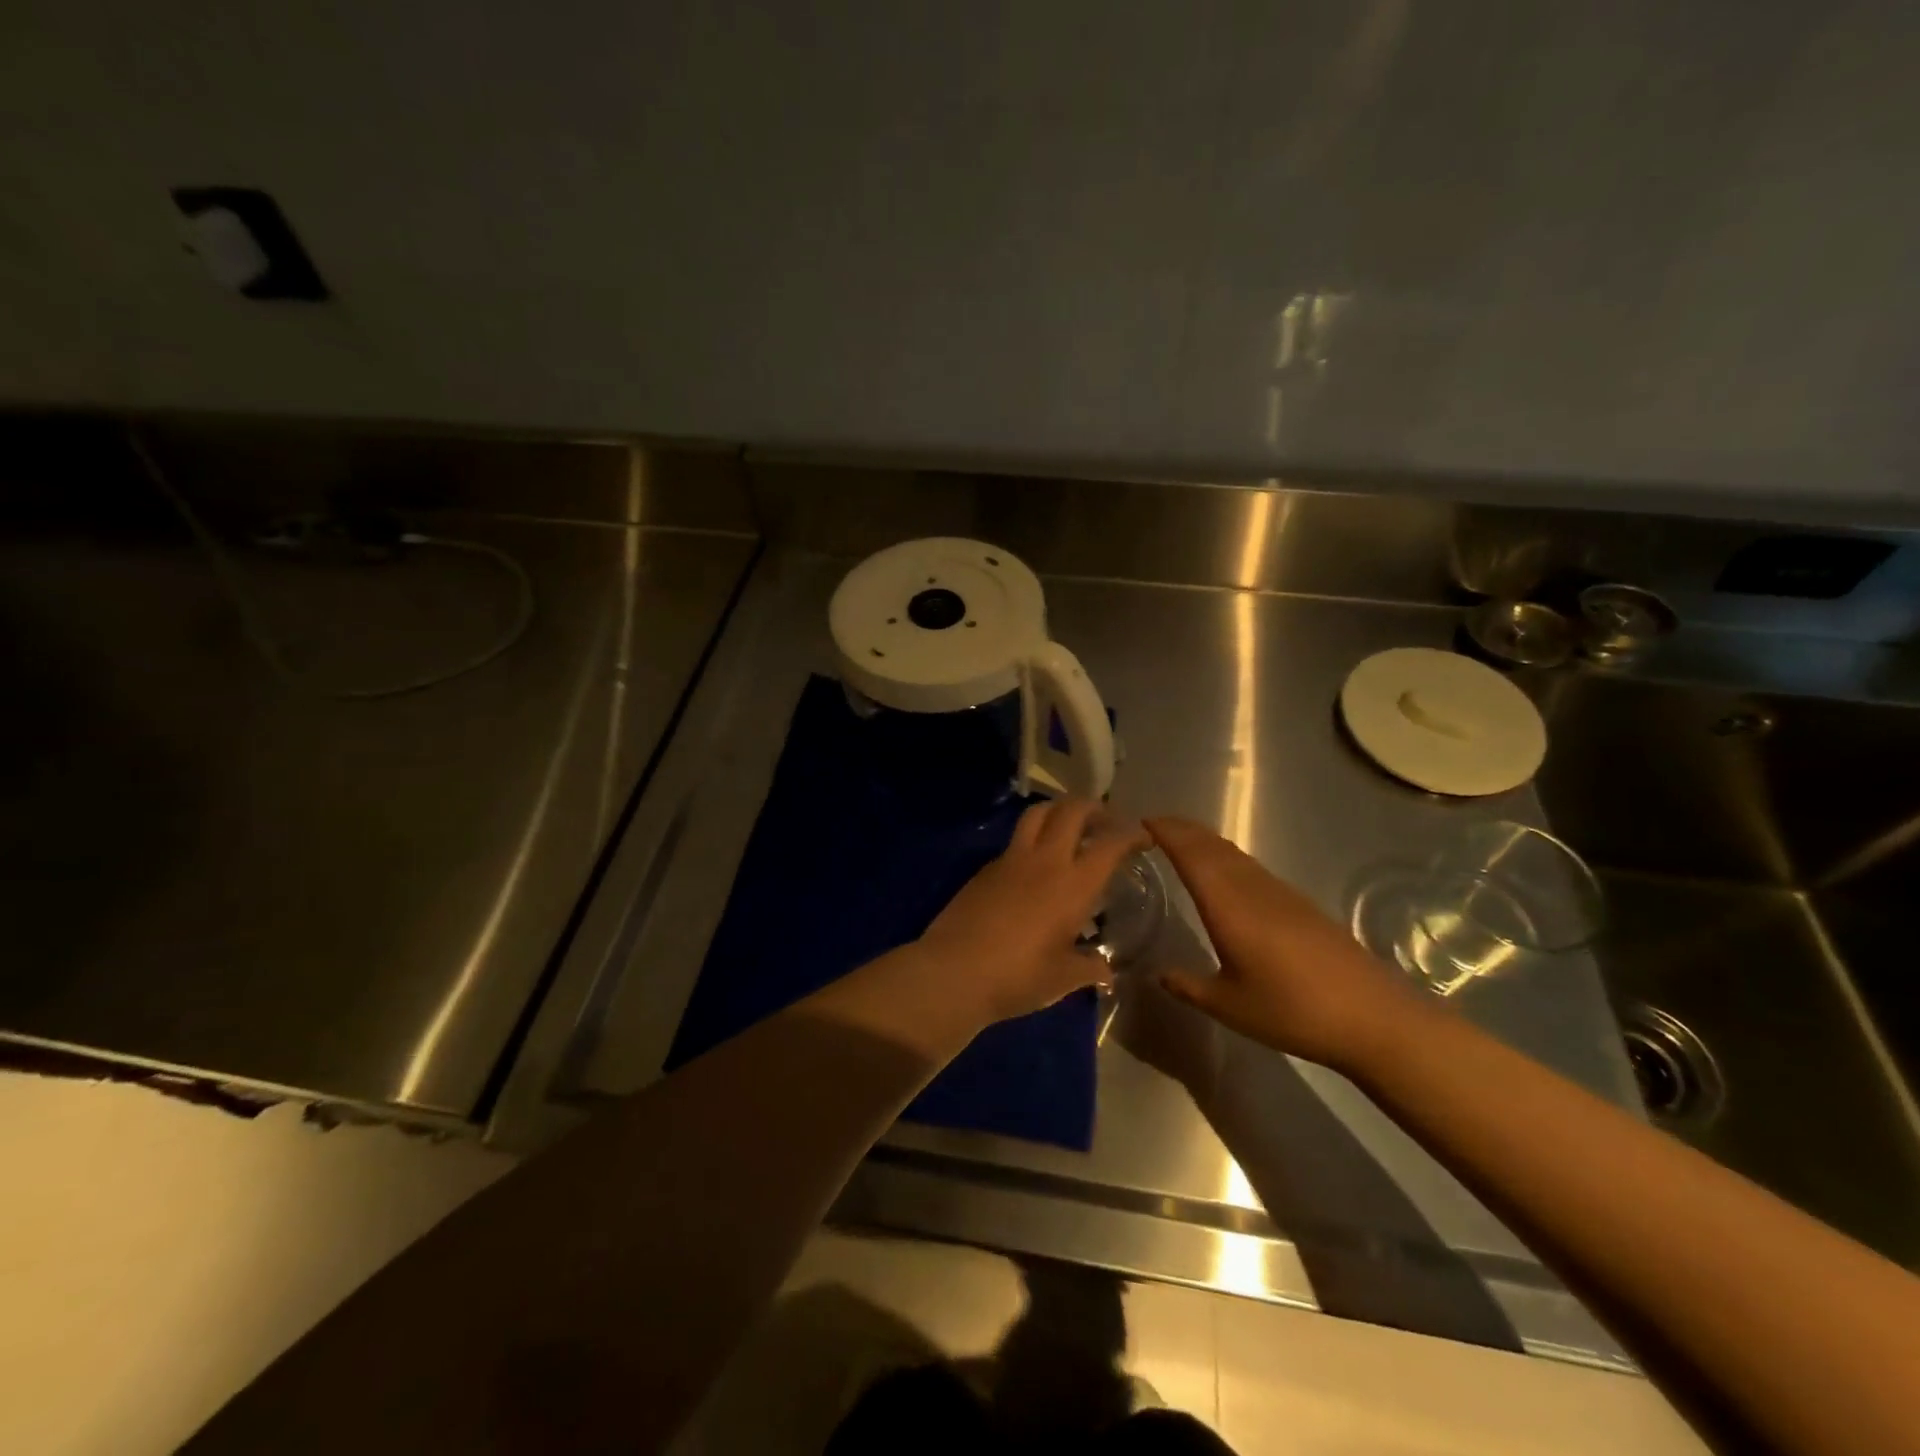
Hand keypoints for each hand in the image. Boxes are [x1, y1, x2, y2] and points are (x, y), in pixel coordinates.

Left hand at [917, 799, 1151, 1024]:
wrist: (953, 971)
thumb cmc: (1017, 977)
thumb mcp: (1063, 979)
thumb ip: (1089, 969)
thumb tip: (1106, 972)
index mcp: (1073, 885)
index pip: (1110, 843)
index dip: (1131, 833)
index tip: (1143, 838)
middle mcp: (1045, 861)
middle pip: (1072, 810)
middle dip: (1094, 808)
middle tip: (1105, 823)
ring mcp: (1011, 860)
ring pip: (1038, 814)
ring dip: (1059, 811)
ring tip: (1069, 828)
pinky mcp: (986, 868)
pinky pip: (1015, 840)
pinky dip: (1032, 839)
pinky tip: (1035, 865)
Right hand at [1145, 817, 1432, 1070]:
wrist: (1373, 1016)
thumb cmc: (1293, 1011)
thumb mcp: (1229, 1006)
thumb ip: (1189, 986)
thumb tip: (1158, 973)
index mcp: (1228, 905)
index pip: (1190, 855)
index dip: (1166, 832)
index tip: (1140, 820)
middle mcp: (1251, 888)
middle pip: (1212, 846)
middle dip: (1181, 829)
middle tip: (1152, 825)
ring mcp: (1279, 893)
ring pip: (1233, 854)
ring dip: (1204, 840)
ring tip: (1181, 841)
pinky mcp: (1299, 904)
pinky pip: (1250, 866)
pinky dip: (1225, 857)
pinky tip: (1224, 873)